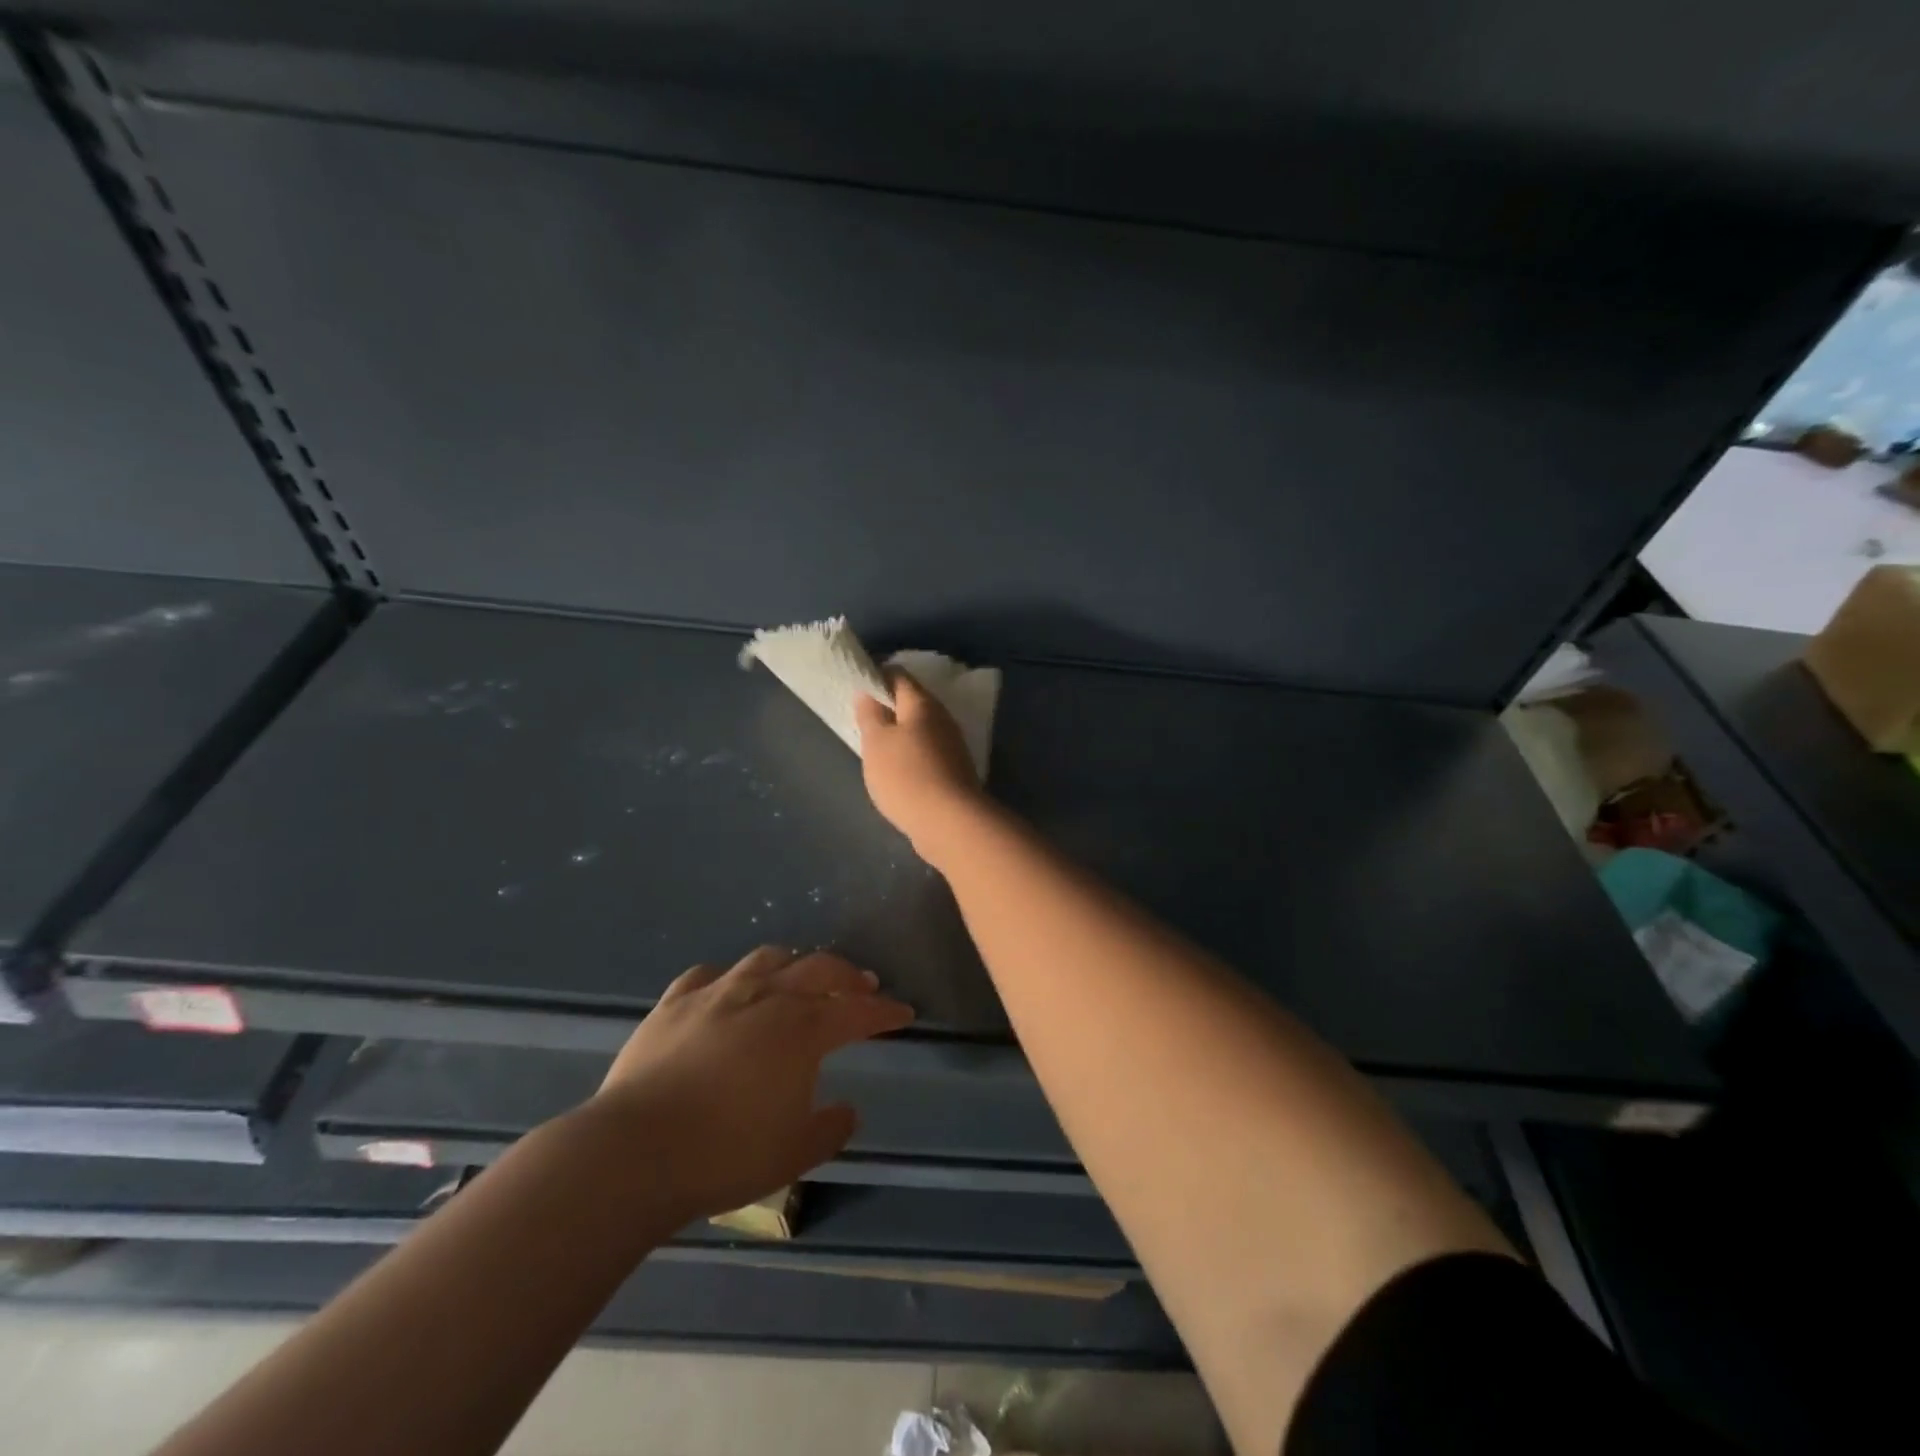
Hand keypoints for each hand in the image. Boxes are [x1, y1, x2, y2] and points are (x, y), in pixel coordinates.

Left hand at [590, 946, 913, 1222]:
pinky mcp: (674, 1003)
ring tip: (799, 975)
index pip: (857, 1011)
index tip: (903, 1013)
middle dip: (847, 976)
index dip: (884, 1012)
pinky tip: (728, 988)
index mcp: (802, 1029)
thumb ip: (829, 1129)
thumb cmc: (725, 1154)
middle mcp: (767, 997)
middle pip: (818, 970)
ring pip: (767, 959)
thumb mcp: (794, 1154)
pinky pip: (708, 975)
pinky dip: (728, 977)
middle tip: (862, 985)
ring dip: (793, 964)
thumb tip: (848, 1110)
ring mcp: (718, 993)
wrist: (634, 1151)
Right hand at [855, 670, 987, 862]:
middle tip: (863, 719)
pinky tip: (898, 771)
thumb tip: (868, 693)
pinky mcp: (955, 771)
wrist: (950, 822)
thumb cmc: (906, 775)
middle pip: (913, 702)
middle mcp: (943, 718)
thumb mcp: (876, 742)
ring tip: (876, 746)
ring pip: (921, 729)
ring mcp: (952, 746)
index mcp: (923, 704)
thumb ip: (870, 715)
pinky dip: (911, 755)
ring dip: (901, 734)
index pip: (899, 676)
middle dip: (889, 707)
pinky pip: (928, 753)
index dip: (877, 677)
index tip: (857, 687)